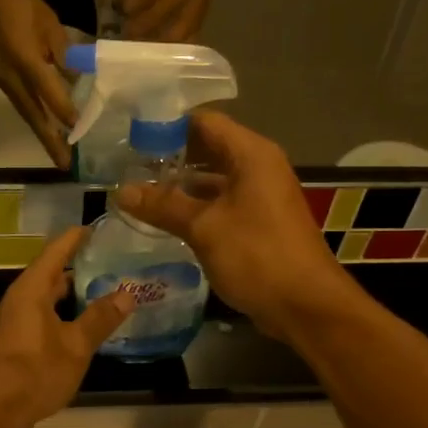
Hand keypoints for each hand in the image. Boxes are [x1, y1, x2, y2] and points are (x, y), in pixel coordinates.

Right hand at [0, 0, 76, 167]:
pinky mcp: (4, 81)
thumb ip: (64, 55)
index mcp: (25, 58)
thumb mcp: (52, 27)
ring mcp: (5, 81)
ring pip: (28, 114)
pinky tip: (48, 130)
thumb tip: (78, 81)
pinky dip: (37, 121)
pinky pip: (23, 106)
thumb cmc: (26, 6)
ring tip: (59, 154)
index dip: (64, 111)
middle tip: (65, 164)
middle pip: (34, 115)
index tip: (79, 129)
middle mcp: (12, 76)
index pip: (48, 91)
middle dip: (50, 140)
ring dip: (43, 136)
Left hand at [0, 228, 135, 427]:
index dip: (74, 239)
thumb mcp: (76, 346)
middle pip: (48, 276)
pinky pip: (39, 320)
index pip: (54, 253)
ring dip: (69, 298)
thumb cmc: (34, 371)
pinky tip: (79, 330)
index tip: (94, 227)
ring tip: (100, 296)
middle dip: (76, 270)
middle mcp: (17, 301)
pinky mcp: (10, 346)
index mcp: (30, 291)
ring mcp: (10, 324)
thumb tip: (126, 294)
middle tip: (108, 265)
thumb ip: (100, 318)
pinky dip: (60, 318)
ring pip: (44, 301)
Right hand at [116, 111, 351, 343]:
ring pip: (212, 179)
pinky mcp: (257, 222)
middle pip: (207, 148)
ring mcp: (259, 196)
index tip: (130, 139)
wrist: (306, 305)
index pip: (204, 122)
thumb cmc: (257, 255)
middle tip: (127, 168)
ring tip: (138, 193)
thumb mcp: (204, 228)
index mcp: (251, 154)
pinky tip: (165, 220)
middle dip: (169, 157)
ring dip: (179, 186)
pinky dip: (195, 207)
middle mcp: (258, 167)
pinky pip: (220, 203)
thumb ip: (162, 206)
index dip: (167, 126)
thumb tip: (121, 191)